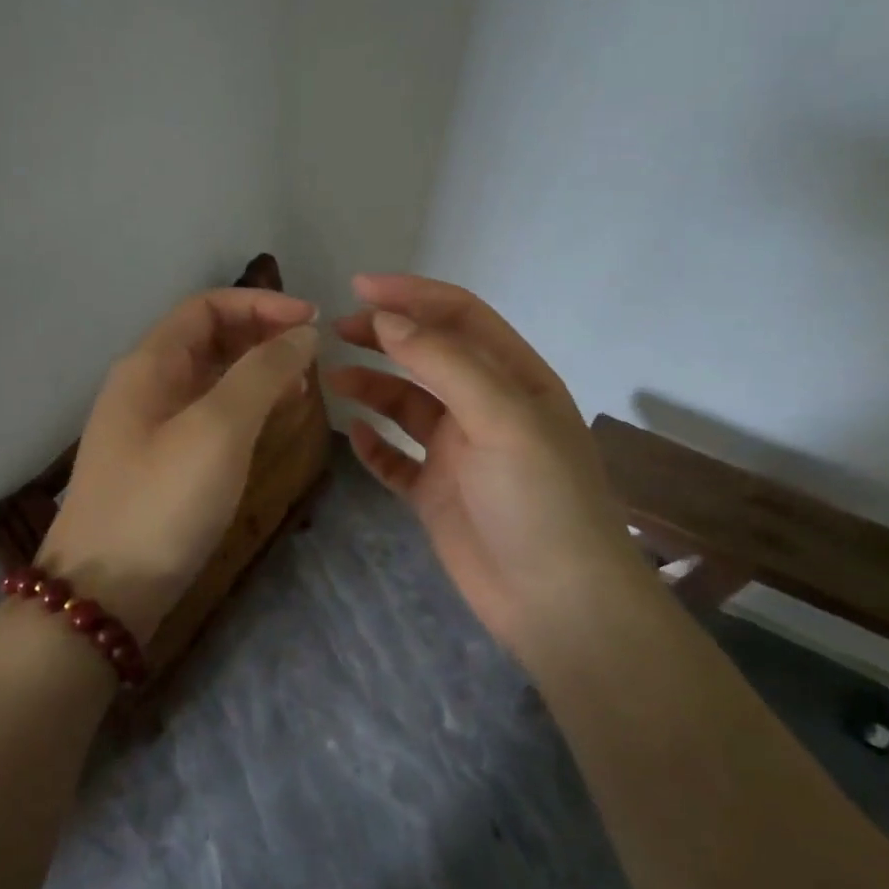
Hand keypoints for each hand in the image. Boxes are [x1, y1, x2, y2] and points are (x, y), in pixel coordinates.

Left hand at [38, 288, 319, 648]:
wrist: (103, 594)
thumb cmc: (161, 503)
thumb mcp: (217, 430)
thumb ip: (261, 373)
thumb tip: (302, 334)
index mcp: (149, 365)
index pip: (207, 307)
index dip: (262, 305)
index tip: (315, 324)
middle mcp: (144, 386)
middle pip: (208, 339)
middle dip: (262, 338)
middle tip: (312, 363)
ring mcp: (149, 428)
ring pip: (209, 380)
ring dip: (255, 375)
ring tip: (300, 392)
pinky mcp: (159, 465)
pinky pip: (206, 418)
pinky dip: (242, 411)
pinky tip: (268, 429)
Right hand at [328, 274, 649, 654]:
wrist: (556, 600)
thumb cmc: (538, 498)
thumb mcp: (501, 418)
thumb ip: (445, 364)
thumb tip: (387, 321)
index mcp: (514, 379)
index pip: (460, 317)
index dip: (411, 296)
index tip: (358, 289)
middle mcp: (486, 408)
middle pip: (429, 356)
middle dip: (385, 337)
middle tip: (335, 332)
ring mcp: (459, 453)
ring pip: (407, 405)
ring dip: (372, 387)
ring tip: (332, 381)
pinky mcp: (437, 493)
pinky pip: (396, 459)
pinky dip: (374, 445)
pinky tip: (353, 435)